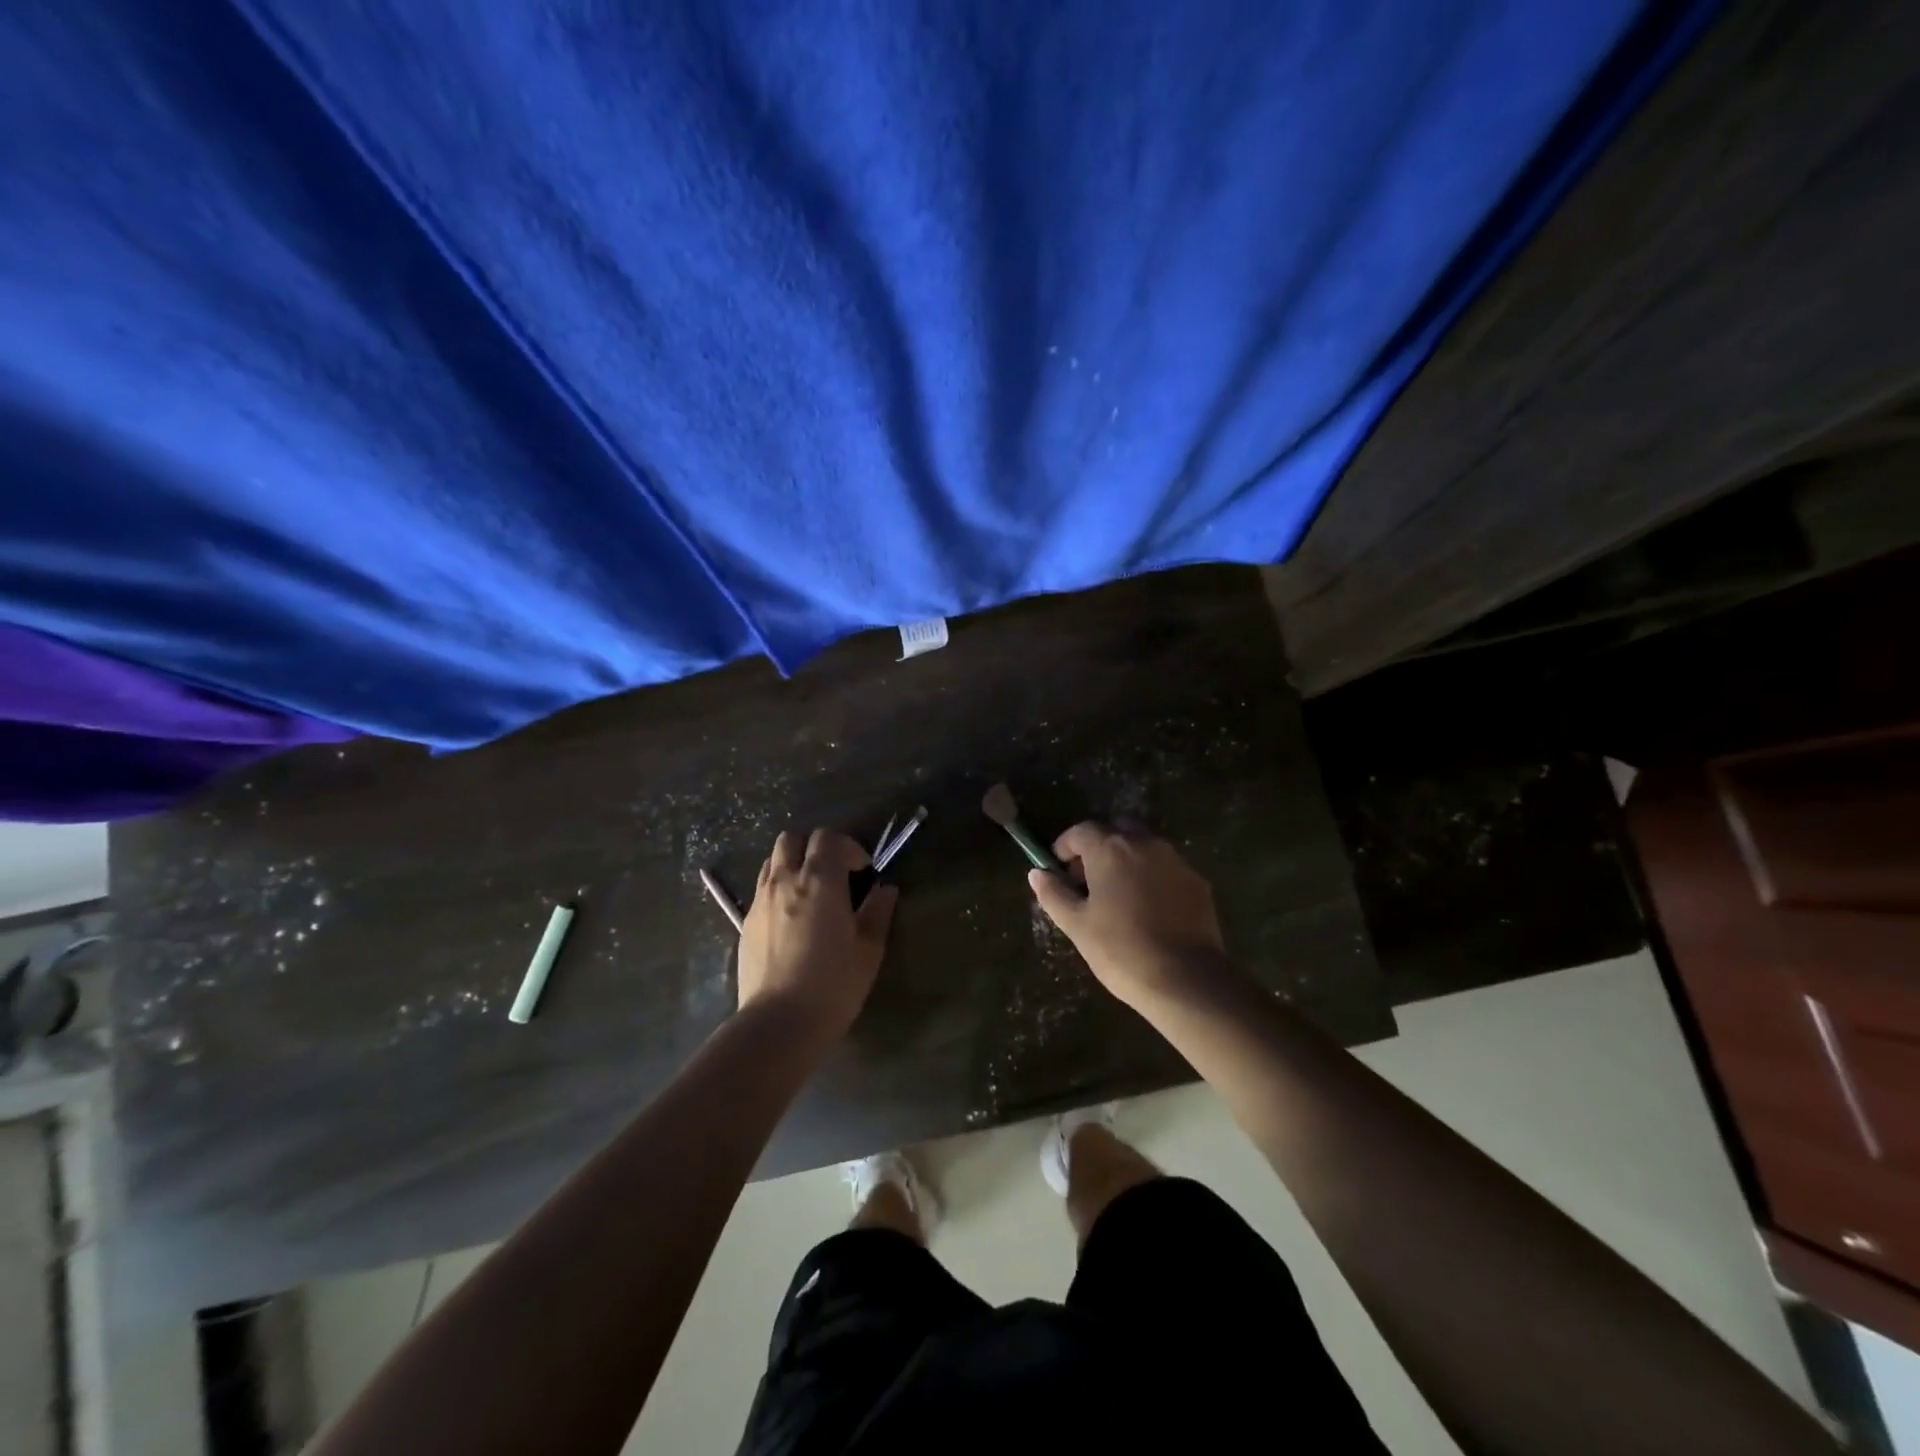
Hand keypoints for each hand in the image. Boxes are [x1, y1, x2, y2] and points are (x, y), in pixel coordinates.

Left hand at [737, 829, 897, 1038]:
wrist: (779, 1023)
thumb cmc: (833, 984)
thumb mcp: (868, 949)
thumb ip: (877, 912)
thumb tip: (885, 889)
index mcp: (819, 881)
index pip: (828, 837)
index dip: (848, 847)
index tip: (863, 872)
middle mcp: (785, 880)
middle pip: (792, 839)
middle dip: (814, 847)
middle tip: (834, 874)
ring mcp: (760, 901)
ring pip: (772, 861)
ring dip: (792, 865)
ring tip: (810, 892)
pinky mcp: (745, 923)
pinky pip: (761, 889)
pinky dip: (778, 889)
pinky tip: (791, 919)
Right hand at [1028, 821, 1231, 1011]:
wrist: (1187, 980)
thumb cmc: (1121, 951)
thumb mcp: (1077, 925)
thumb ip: (1054, 894)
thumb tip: (1037, 873)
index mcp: (1111, 849)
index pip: (1081, 831)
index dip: (1065, 847)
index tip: (1058, 868)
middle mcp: (1145, 844)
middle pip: (1115, 831)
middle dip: (1098, 848)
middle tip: (1087, 880)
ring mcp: (1175, 860)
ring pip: (1143, 847)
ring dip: (1126, 860)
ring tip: (1118, 895)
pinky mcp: (1197, 881)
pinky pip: (1166, 867)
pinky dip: (1151, 876)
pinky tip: (1148, 908)